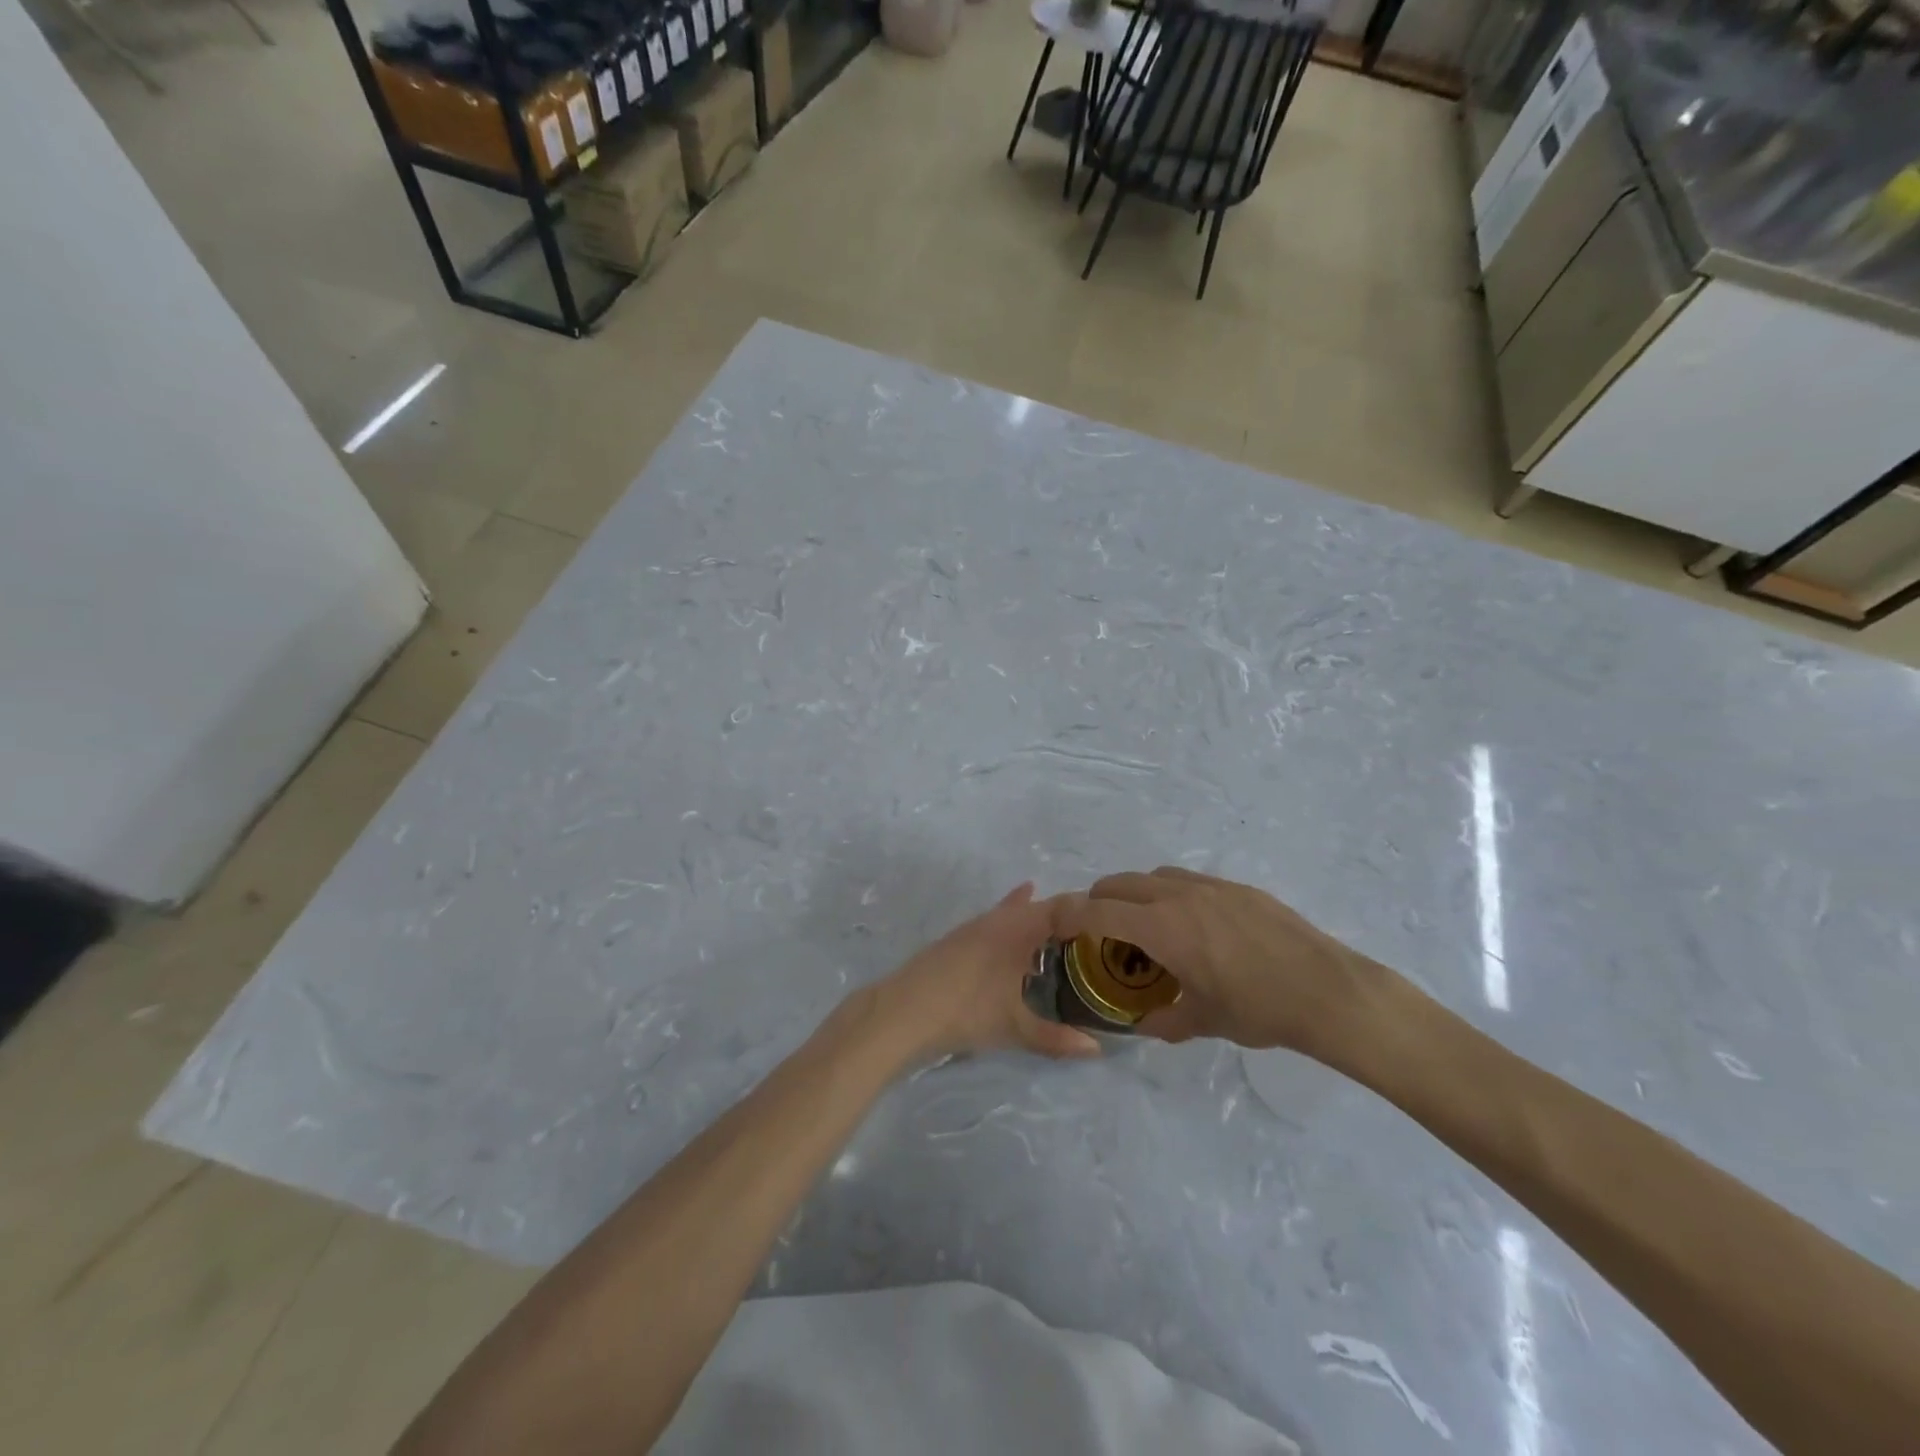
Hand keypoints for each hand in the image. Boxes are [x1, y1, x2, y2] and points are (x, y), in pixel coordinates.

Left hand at [872, 885, 1102, 1061]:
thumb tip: (1097, 1050)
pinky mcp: (958, 939)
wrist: (903, 1010)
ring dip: (1038, 918)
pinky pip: (996, 921)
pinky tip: (1014, 928)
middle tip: (1095, 930)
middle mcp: (998, 920)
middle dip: (1065, 916)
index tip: (1111, 920)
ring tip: (1062, 924)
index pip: (1061, 907)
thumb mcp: (1015, 1027)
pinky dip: (1013, 920)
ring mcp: (974, 928)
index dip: (1086, 909)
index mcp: (1017, 930)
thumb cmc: (966, 1011)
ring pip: (1015, 913)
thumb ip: (1057, 1038)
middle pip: (1039, 907)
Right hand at [1052, 868, 1384, 1056]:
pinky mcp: (1238, 888)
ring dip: (1137, 893)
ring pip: (1155, 875)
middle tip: (1099, 928)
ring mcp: (1211, 886)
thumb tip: (1143, 1024)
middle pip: (1121, 882)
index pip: (1099, 911)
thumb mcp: (1204, 1021)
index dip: (1069, 914)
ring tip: (1148, 924)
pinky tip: (1196, 926)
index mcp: (1162, 927)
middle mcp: (1179, 896)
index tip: (1054, 921)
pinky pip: (1190, 880)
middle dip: (1100, 899)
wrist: (1327, 989)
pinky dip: (1172, 894)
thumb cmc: (1259, 1009)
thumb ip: (1164, 1021)